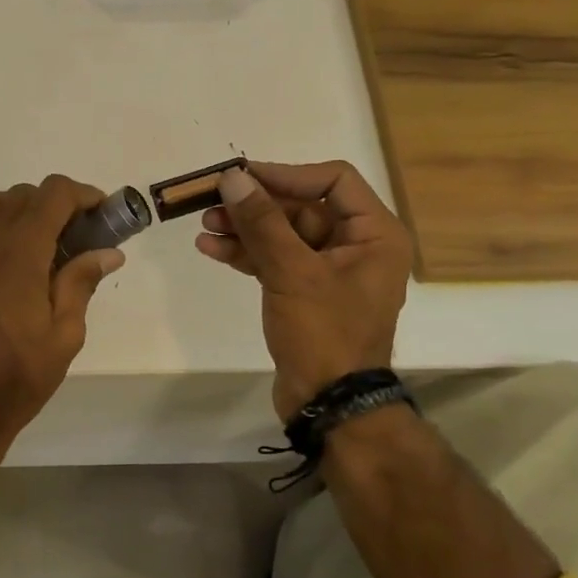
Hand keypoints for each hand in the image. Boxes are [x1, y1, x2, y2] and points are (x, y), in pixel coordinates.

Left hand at [0, 176, 123, 461]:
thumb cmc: (19, 374)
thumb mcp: (65, 334)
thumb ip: (82, 283)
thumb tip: (108, 252)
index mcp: (19, 252)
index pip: (53, 194)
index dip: (83, 195)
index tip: (102, 213)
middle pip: (24, 194)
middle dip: (57, 204)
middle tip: (79, 236)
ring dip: (21, 208)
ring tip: (42, 241)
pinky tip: (12, 260)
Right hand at [195, 161, 412, 420]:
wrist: (328, 402)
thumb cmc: (324, 333)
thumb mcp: (292, 272)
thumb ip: (262, 222)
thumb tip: (233, 178)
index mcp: (374, 233)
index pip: (332, 180)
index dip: (285, 174)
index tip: (241, 176)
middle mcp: (356, 245)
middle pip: (302, 207)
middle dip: (256, 205)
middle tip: (212, 201)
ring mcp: (329, 271)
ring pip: (283, 234)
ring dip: (245, 229)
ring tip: (204, 227)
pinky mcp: (305, 292)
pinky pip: (275, 260)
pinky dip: (247, 254)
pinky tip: (212, 249)